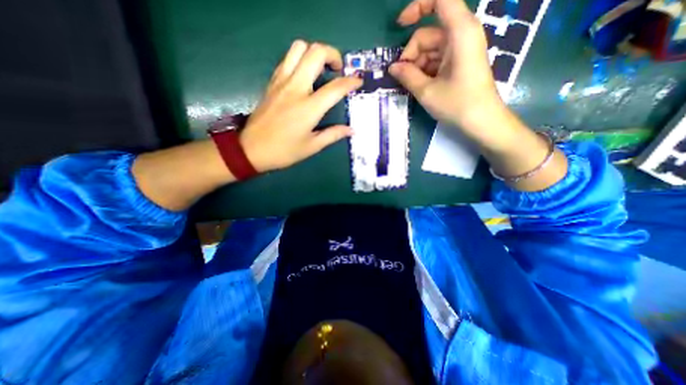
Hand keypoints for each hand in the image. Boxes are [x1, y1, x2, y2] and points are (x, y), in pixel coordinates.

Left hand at [240, 39, 359, 170]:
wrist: (251, 149)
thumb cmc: (284, 151)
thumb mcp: (312, 146)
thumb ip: (333, 135)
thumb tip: (351, 130)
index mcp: (308, 108)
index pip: (335, 87)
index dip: (350, 82)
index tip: (358, 81)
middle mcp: (295, 88)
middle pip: (315, 53)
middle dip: (333, 54)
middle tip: (338, 69)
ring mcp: (281, 82)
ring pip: (298, 48)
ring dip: (314, 52)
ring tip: (322, 68)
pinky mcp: (272, 82)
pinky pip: (287, 59)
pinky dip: (300, 59)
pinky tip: (305, 74)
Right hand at [388, 1, 504, 130]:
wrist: (482, 122)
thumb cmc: (457, 104)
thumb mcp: (427, 91)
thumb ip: (407, 76)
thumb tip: (392, 67)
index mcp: (460, 32)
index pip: (440, 0)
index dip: (417, 6)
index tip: (400, 25)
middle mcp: (462, 35)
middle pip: (428, 33)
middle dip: (411, 53)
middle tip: (402, 77)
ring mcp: (461, 50)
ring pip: (430, 49)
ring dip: (416, 65)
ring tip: (412, 85)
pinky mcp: (459, 63)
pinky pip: (436, 60)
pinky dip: (425, 70)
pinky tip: (420, 85)